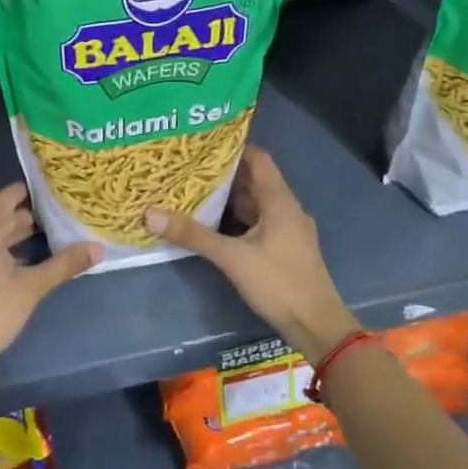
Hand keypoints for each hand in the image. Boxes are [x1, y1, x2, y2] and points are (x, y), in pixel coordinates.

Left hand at [0, 183, 101, 378]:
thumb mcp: (32, 287)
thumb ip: (65, 264)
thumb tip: (99, 248)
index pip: (11, 195)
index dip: (36, 194)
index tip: (59, 194)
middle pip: (1, 215)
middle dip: (30, 218)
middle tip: (62, 219)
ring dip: (16, 236)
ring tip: (49, 239)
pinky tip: (22, 262)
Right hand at [145, 146, 359, 360]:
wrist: (316, 325)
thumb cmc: (278, 282)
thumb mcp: (232, 257)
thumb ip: (194, 235)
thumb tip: (151, 214)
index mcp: (280, 201)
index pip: (259, 159)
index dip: (234, 148)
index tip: (204, 144)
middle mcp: (287, 209)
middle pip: (255, 181)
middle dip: (225, 174)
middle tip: (190, 168)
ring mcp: (288, 230)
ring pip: (257, 204)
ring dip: (230, 198)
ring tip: (196, 191)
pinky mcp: (285, 249)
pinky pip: (259, 223)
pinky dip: (238, 219)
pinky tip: (215, 224)